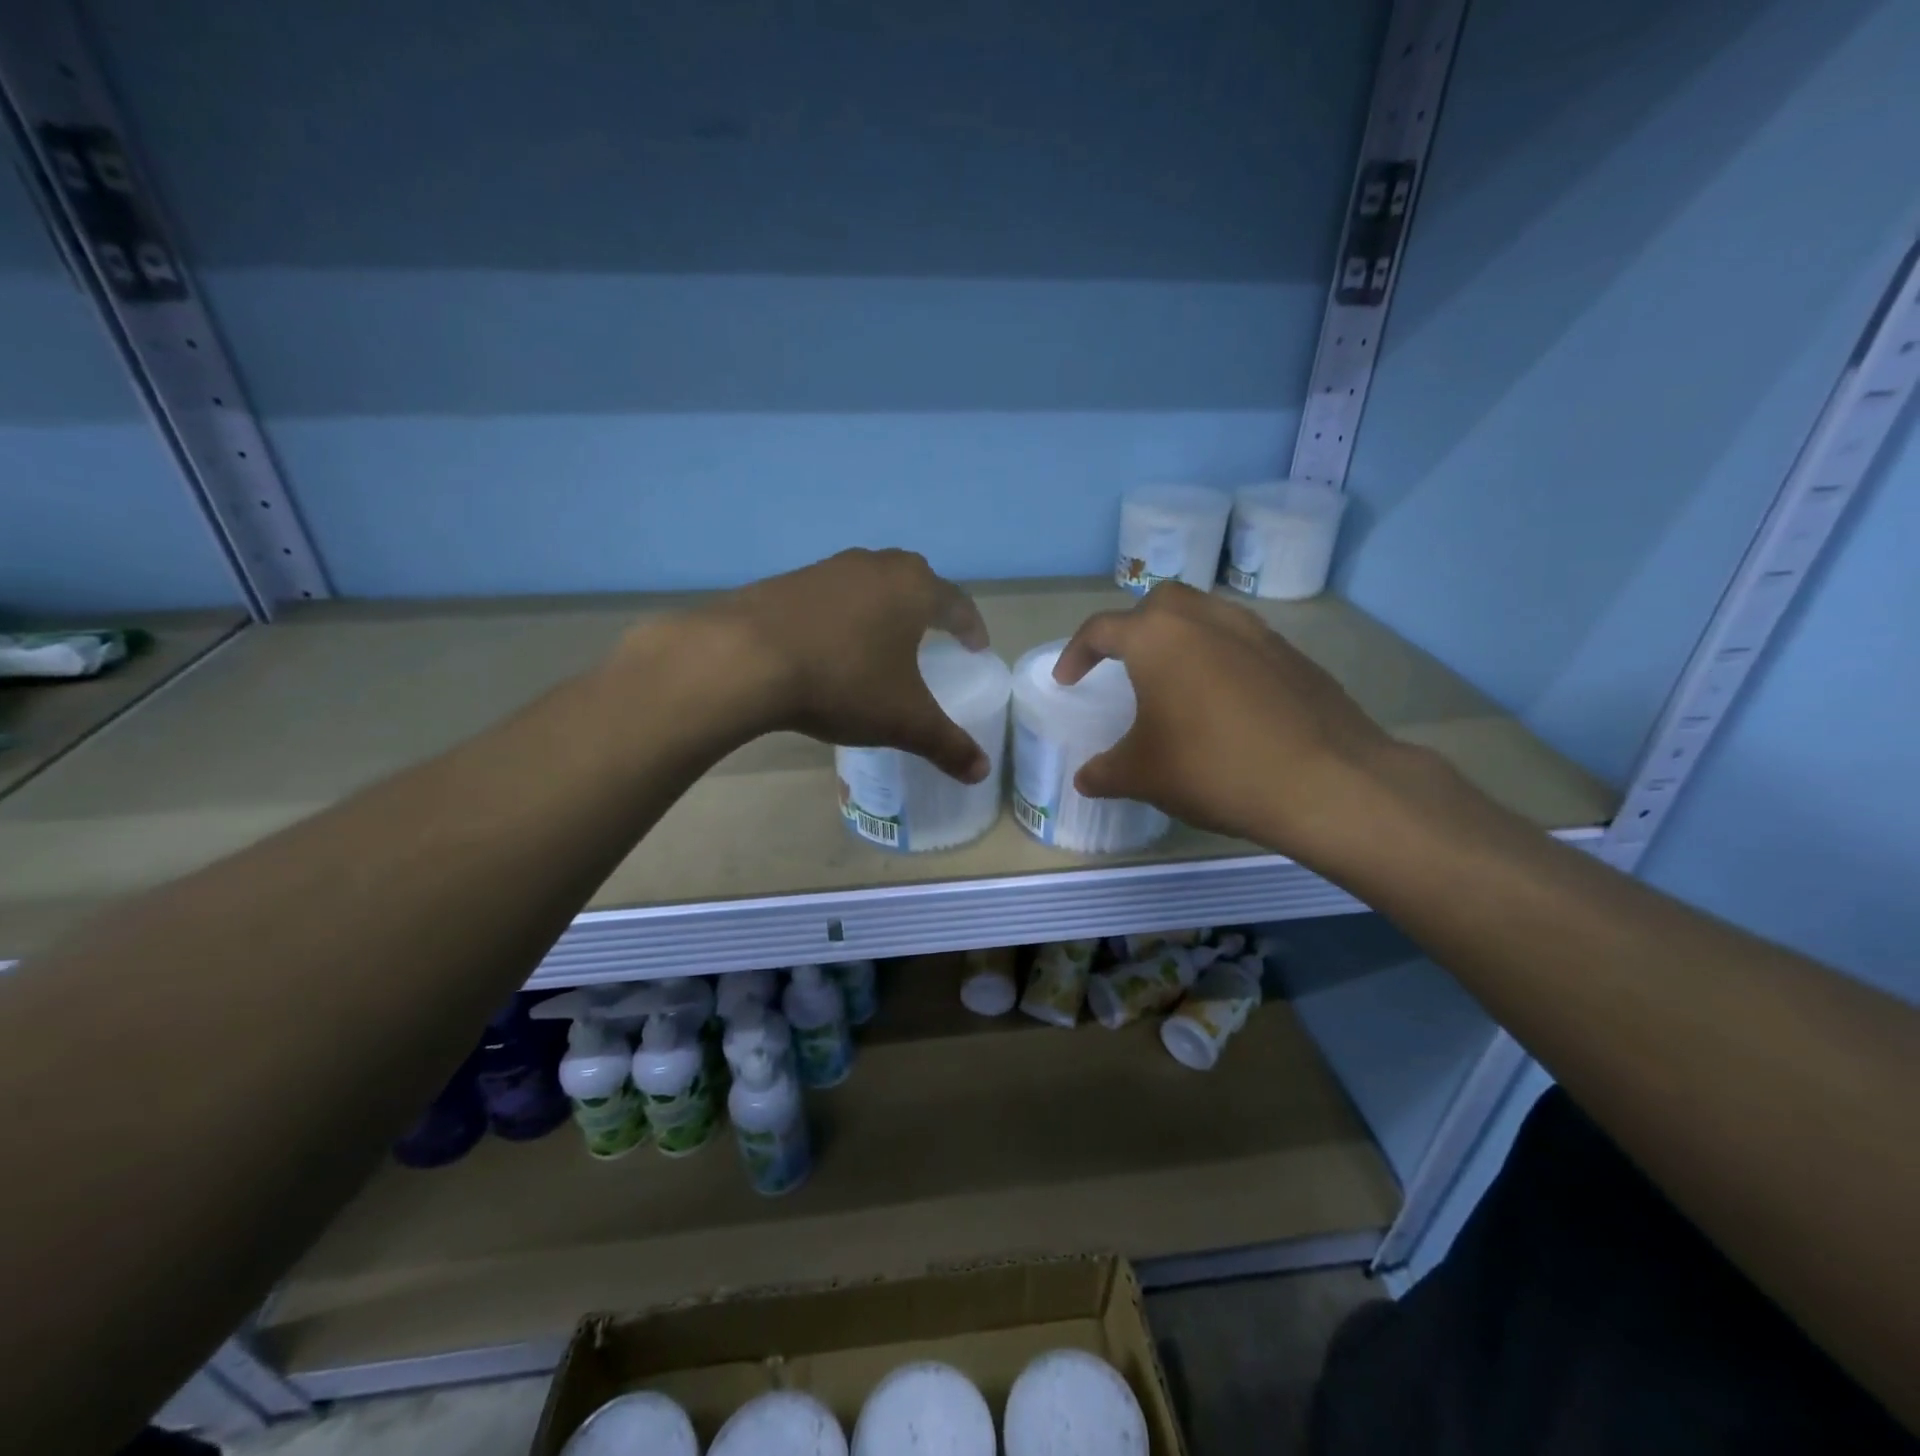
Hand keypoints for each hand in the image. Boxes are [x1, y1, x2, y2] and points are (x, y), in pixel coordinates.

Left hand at [698, 549, 991, 782]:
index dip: (971, 627)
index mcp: (913, 589)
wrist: (745, 659)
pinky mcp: (787, 581)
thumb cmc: (843, 682)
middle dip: (927, 609)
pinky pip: (830, 596)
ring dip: (881, 609)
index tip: (975, 647)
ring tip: (880, 641)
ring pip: (869, 584)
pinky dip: (841, 616)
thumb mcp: (903, 721)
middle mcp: (875, 566)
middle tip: (932, 637)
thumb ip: (947, 745)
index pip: (957, 603)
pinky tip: (830, 646)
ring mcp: (827, 569)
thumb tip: (981, 774)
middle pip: (914, 581)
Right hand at [1053, 583, 1407, 854]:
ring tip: (1176, 681)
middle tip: (1126, 665)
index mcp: (1158, 638)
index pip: (1101, 629)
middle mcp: (1206, 619)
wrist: (1325, 782)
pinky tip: (1226, 703)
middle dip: (1134, 627)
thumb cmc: (1213, 767)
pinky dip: (1222, 659)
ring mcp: (1257, 632)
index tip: (1068, 681)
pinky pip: (1243, 643)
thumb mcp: (1142, 775)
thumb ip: (1104, 772)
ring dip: (1182, 638)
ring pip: (1206, 616)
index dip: (1076, 654)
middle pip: (1159, 604)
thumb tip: (1085, 779)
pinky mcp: (1294, 656)